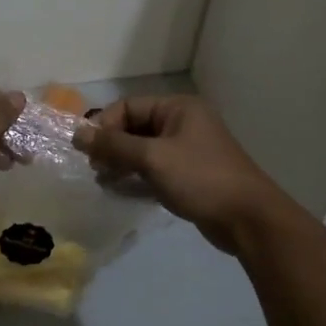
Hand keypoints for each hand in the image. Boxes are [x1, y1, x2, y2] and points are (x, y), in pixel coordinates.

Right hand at [74, 95, 287, 253]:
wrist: (248, 220)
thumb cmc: (200, 178)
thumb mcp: (153, 158)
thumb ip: (114, 145)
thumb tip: (77, 134)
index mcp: (178, 108)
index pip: (129, 106)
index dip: (105, 125)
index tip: (86, 150)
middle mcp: (183, 123)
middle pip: (135, 127)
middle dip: (112, 146)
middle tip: (94, 168)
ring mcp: (187, 151)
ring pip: (143, 151)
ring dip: (121, 163)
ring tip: (103, 181)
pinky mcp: (189, 176)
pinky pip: (154, 170)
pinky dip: (136, 178)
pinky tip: (119, 192)